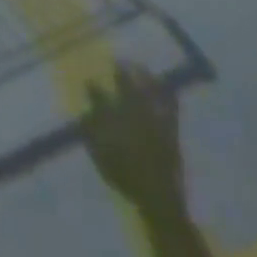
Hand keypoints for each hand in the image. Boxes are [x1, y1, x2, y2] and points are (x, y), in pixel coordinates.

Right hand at [82, 65, 185, 215]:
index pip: (100, 98)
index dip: (94, 88)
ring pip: (149, 93)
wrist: (158, 197)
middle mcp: (134, 115)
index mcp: (114, 121)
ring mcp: (155, 121)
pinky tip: (168, 87)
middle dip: (121, 73)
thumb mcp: (100, 158)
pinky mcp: (171, 129)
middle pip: (126, 88)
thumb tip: (85, 113)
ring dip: (144, 77)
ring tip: (140, 65)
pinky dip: (169, 95)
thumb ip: (90, 134)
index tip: (89, 80)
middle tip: (118, 60)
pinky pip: (171, 108)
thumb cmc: (126, 178)